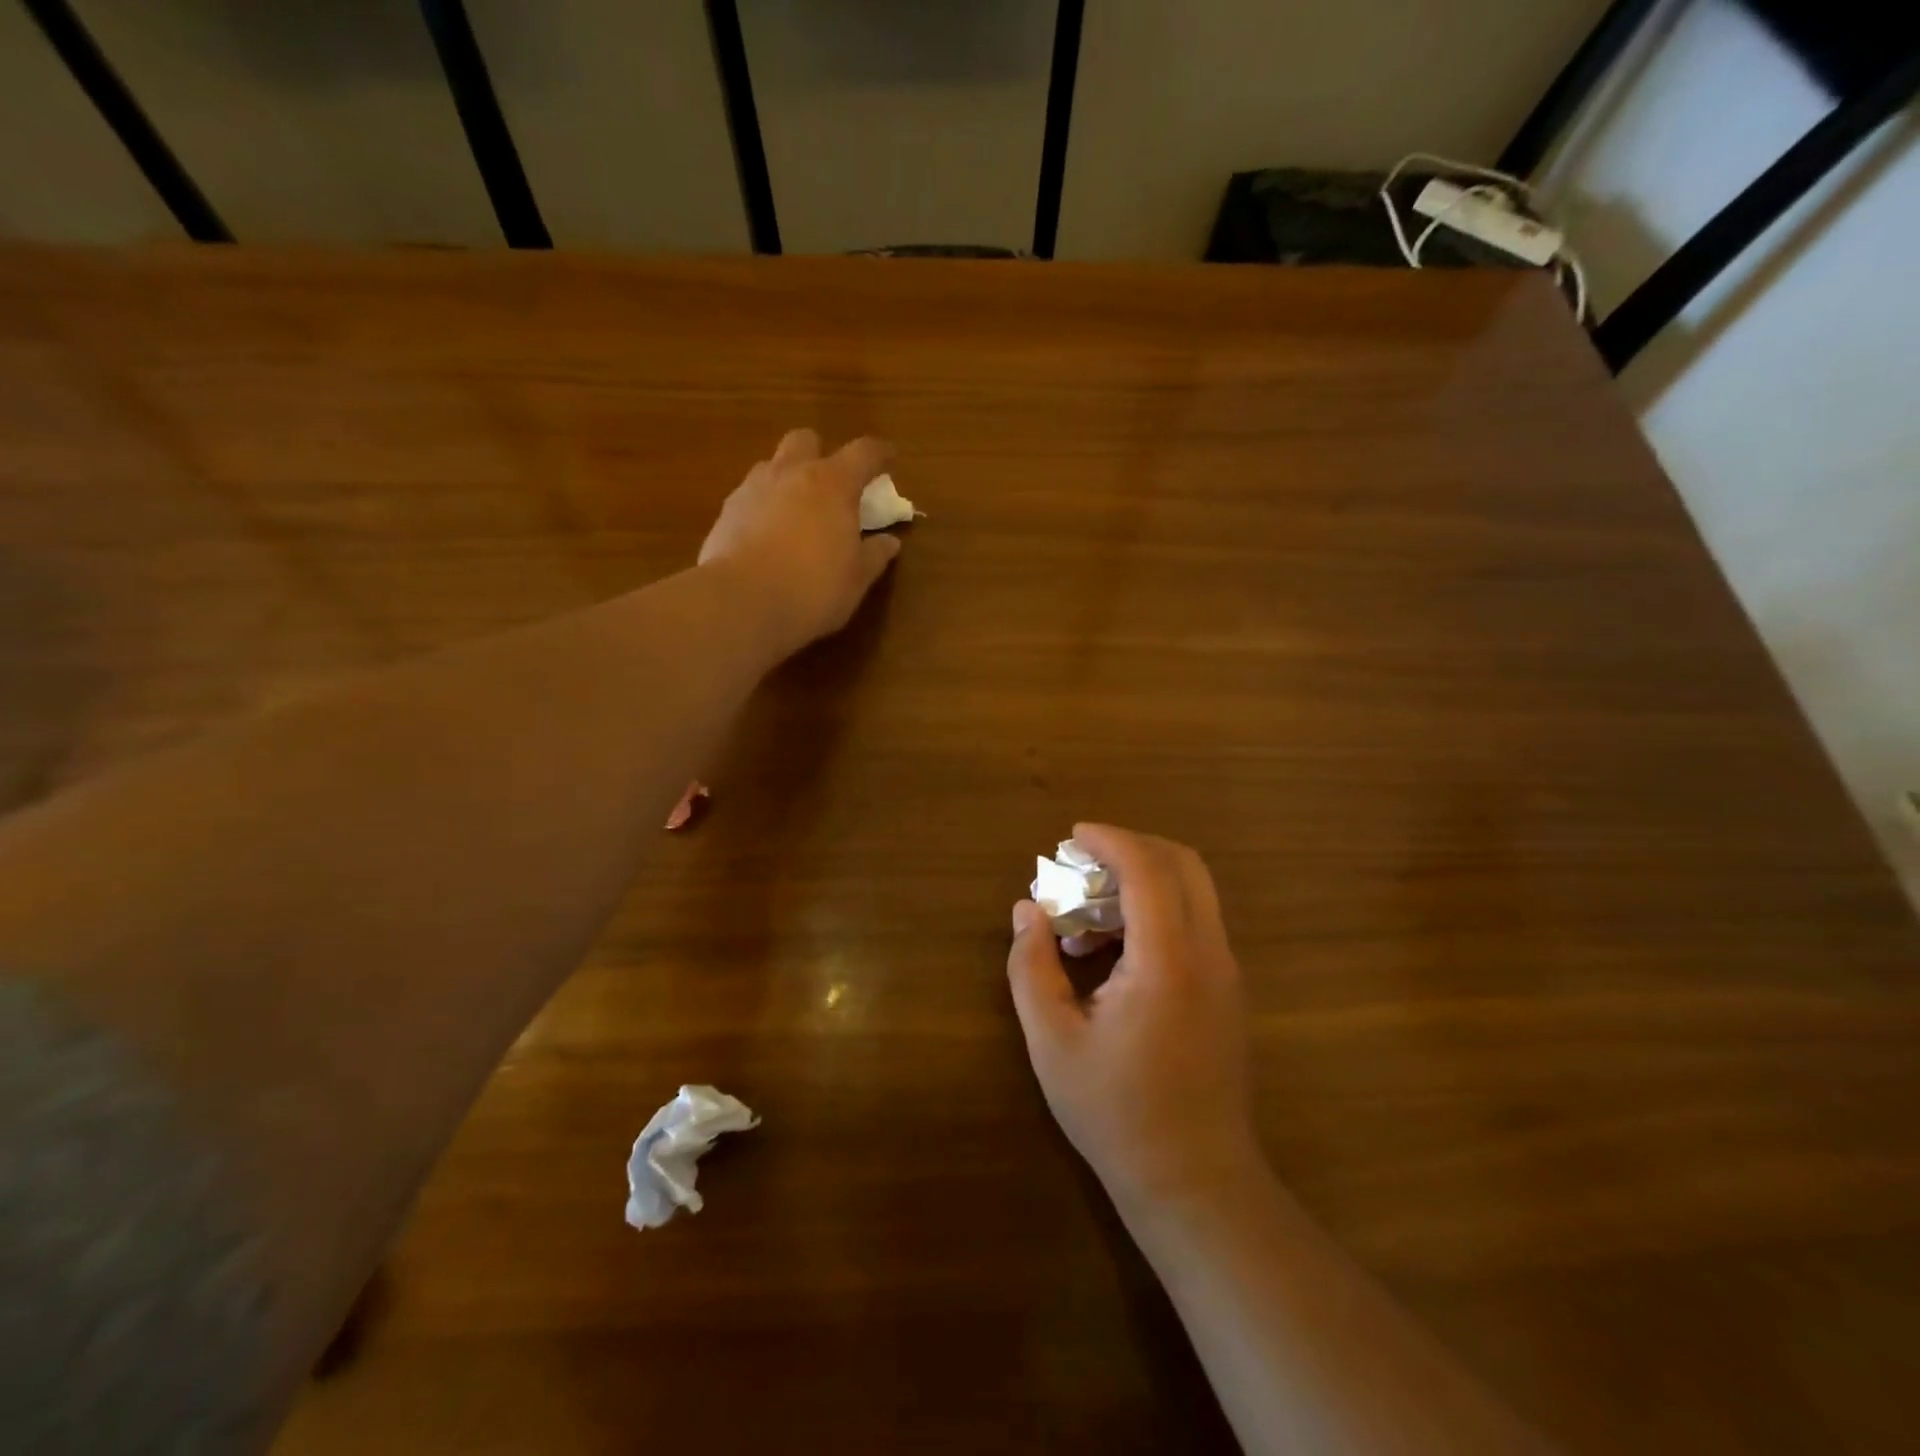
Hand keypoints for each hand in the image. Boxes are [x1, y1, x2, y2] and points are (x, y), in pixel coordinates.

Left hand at [699, 429, 904, 654]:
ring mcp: (752, 488)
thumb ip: (874, 555)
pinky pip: (750, 496)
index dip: (880, 453)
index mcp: (833, 484)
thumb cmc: (813, 589)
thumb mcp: (856, 579)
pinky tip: (767, 536)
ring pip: (772, 465)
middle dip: (821, 454)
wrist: (742, 603)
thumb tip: (889, 542)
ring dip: (788, 478)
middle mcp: (791, 473)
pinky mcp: (726, 511)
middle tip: (832, 485)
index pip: (863, 453)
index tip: (890, 458)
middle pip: (806, 440)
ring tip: (796, 512)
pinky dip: (763, 506)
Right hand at [1008, 824, 1261, 1205]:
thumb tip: (1027, 910)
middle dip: (1131, 848)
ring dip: (1143, 881)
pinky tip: (1113, 953)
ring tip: (1088, 918)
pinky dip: (1156, 910)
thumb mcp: (1052, 1042)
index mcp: (1168, 960)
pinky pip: (1194, 923)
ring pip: (1193, 891)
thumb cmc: (1117, 1113)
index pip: (1148, 869)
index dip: (1110, 840)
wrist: (1196, 1182)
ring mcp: (1226, 972)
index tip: (1073, 836)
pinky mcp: (1228, 990)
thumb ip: (1031, 967)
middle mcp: (1209, 953)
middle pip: (1183, 864)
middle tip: (1083, 863)